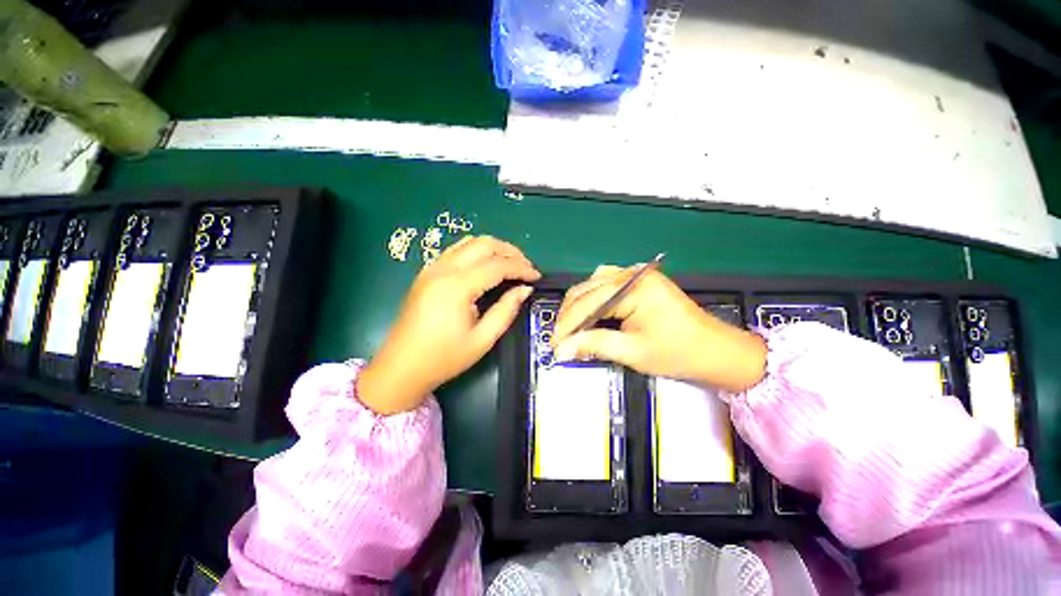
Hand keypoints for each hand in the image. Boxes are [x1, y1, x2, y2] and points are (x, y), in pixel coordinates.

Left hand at [358, 236, 540, 413]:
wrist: (401, 367)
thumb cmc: (444, 358)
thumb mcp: (482, 339)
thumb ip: (506, 310)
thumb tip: (525, 289)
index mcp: (457, 287)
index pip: (497, 265)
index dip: (521, 268)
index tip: (537, 277)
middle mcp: (443, 269)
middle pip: (484, 244)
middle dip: (510, 252)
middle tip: (526, 268)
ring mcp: (432, 268)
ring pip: (469, 242)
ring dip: (494, 248)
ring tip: (510, 265)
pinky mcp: (427, 272)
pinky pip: (456, 250)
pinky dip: (477, 252)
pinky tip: (486, 266)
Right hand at [551, 266, 766, 391]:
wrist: (716, 351)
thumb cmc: (678, 353)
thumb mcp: (632, 352)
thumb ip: (593, 345)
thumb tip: (561, 350)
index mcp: (633, 287)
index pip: (587, 303)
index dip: (567, 324)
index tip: (553, 344)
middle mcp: (631, 273)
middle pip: (586, 290)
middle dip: (570, 315)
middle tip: (559, 339)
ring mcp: (636, 275)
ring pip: (593, 285)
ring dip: (579, 306)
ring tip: (570, 328)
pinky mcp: (639, 282)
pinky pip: (605, 285)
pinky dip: (592, 300)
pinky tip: (588, 313)